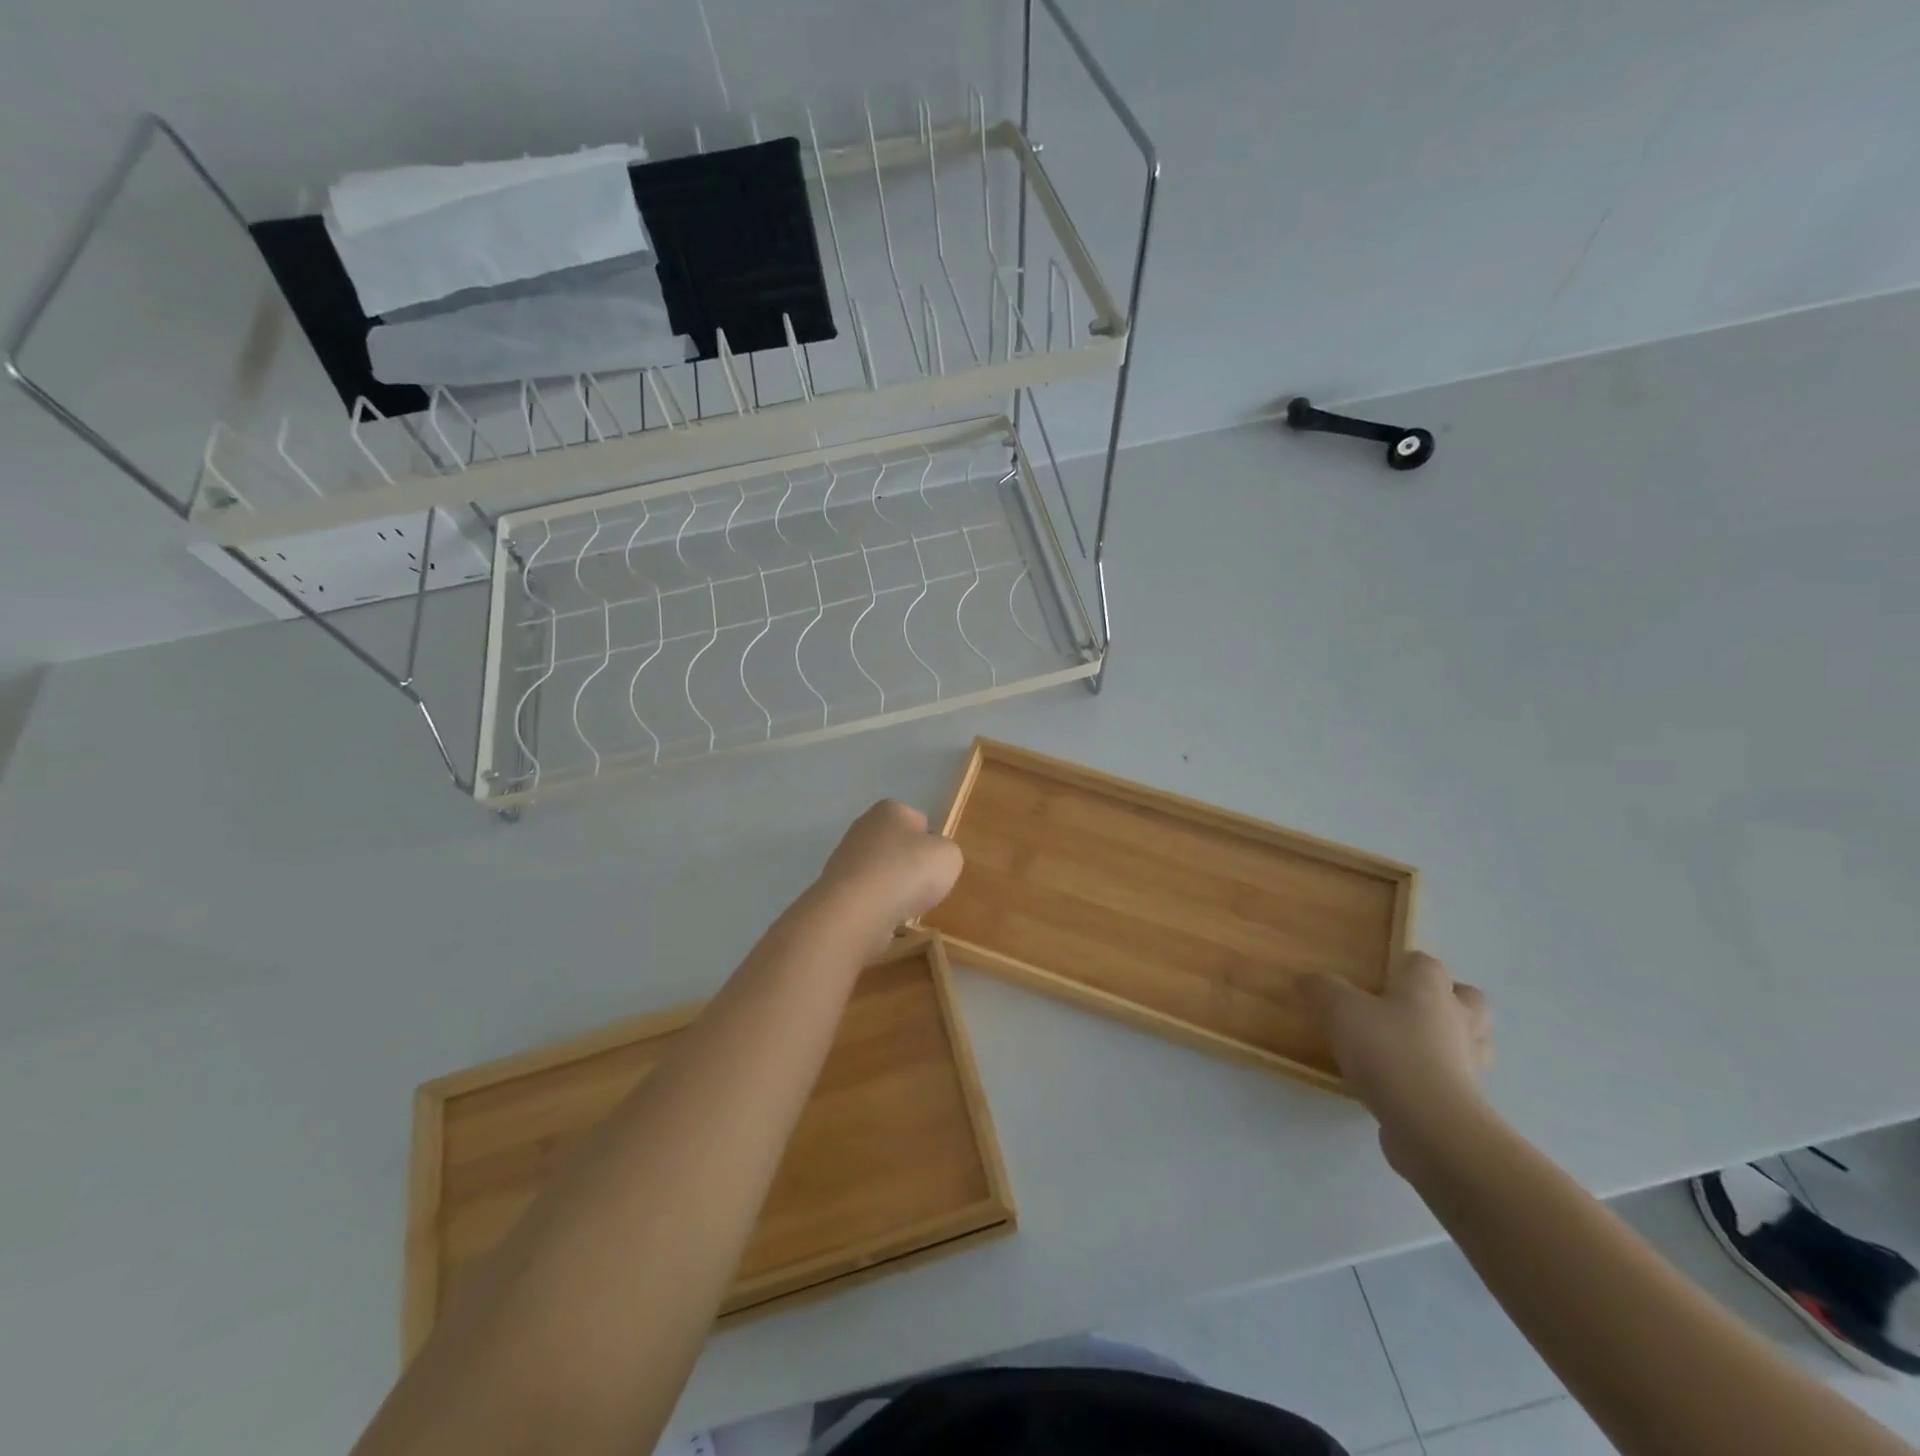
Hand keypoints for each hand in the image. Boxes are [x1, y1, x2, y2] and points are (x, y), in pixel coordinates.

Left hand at [809, 801, 964, 958]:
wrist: (855, 912)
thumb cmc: (907, 872)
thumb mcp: (948, 857)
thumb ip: (946, 852)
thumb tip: (931, 859)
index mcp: (890, 810)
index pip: (918, 820)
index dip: (931, 843)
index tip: (936, 865)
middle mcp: (863, 827)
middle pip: (897, 846)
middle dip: (909, 865)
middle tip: (923, 887)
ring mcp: (844, 858)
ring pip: (881, 872)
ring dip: (893, 888)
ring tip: (904, 907)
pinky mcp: (835, 889)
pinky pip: (866, 896)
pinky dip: (877, 907)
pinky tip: (884, 918)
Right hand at [1299, 953, 1492, 1169]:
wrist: (1430, 1125)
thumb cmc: (1387, 1051)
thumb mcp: (1339, 1010)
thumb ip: (1322, 989)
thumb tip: (1308, 980)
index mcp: (1430, 989)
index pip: (1426, 963)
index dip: (1405, 966)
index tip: (1378, 978)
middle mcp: (1457, 1020)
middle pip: (1468, 999)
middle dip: (1446, 1000)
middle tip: (1407, 1008)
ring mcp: (1468, 1063)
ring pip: (1470, 1042)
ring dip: (1448, 1041)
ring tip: (1409, 1047)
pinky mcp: (1465, 1102)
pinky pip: (1455, 1080)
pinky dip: (1435, 1079)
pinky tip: (1402, 1085)